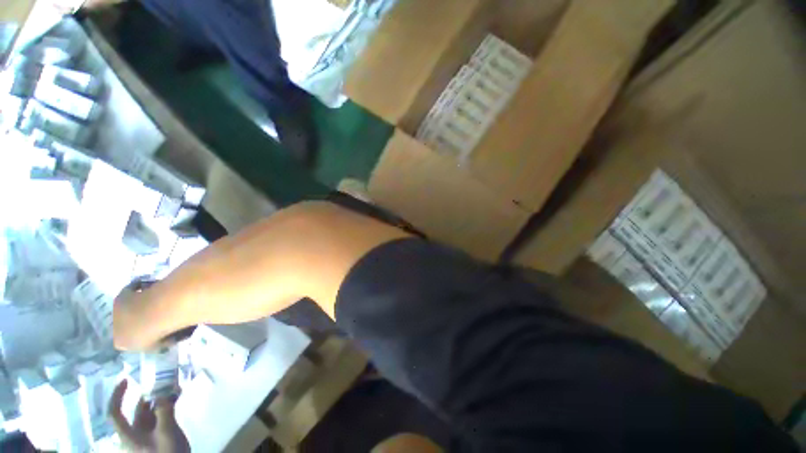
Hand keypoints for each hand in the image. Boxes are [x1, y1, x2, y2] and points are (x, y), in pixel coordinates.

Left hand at [108, 380, 189, 452]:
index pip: (115, 413)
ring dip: (161, 398)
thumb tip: (163, 392)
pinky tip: (178, 397)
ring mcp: (149, 434)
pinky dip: (168, 404)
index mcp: (129, 434)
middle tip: (164, 380)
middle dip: (149, 393)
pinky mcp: (160, 434)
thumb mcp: (167, 433)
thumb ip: (164, 412)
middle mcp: (136, 432)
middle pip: (136, 409)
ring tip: (176, 386)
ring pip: (151, 411)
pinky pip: (160, 415)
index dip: (117, 396)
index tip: (127, 380)